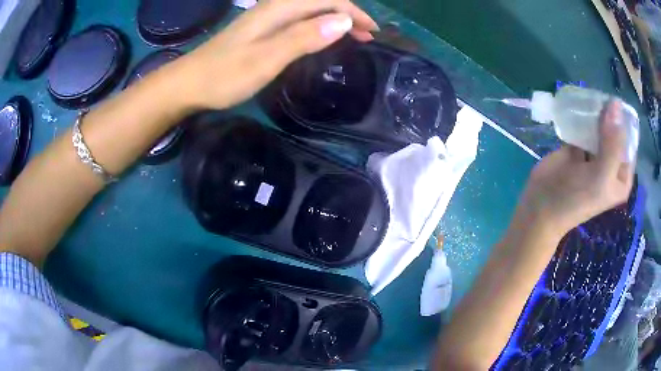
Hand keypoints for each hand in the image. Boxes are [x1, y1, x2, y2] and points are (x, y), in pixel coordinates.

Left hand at [169, 0, 377, 109]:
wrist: (188, 84)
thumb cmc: (224, 75)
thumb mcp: (266, 58)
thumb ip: (304, 37)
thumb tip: (343, 21)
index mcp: (278, 10)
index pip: (327, 1)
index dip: (353, 13)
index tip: (372, 33)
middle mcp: (274, 7)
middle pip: (320, 2)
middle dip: (348, 14)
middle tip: (367, 36)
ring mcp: (265, 18)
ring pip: (310, 10)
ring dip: (334, 19)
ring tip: (352, 36)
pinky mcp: (260, 29)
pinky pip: (298, 19)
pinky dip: (317, 25)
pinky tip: (321, 37)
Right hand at [518, 100, 634, 236]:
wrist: (541, 206)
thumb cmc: (577, 198)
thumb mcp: (601, 175)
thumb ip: (612, 142)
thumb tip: (616, 104)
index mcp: (621, 177)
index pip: (629, 145)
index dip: (625, 124)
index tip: (617, 103)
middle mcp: (610, 165)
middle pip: (614, 133)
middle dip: (609, 116)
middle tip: (601, 98)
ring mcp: (593, 156)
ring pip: (599, 128)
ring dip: (595, 114)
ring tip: (590, 97)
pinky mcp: (577, 148)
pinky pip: (583, 128)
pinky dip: (581, 117)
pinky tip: (578, 104)